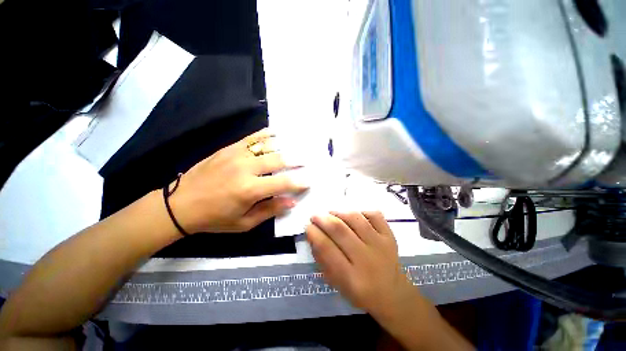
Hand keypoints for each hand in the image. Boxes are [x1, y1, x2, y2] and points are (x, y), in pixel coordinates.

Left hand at [169, 128, 307, 232]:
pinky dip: (266, 134)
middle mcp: (245, 168)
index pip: (283, 183)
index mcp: (250, 190)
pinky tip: (276, 133)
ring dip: (284, 146)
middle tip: (306, 161)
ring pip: (267, 146)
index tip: (308, 182)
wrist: (179, 204)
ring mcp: (236, 155)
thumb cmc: (214, 218)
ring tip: (296, 146)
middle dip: (296, 161)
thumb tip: (291, 202)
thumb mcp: (244, 223)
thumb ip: (270, 210)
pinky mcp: (228, 149)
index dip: (299, 182)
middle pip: (278, 160)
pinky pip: (251, 138)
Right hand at [306, 211, 416, 320]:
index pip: (327, 249)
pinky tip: (353, 215)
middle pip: (341, 231)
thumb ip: (322, 260)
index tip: (308, 226)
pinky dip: (361, 211)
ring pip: (356, 219)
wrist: (394, 295)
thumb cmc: (360, 292)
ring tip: (330, 212)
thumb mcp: (337, 284)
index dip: (314, 234)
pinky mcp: (390, 236)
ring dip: (339, 212)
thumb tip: (313, 235)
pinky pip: (374, 215)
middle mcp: (366, 259)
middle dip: (323, 219)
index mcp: (351, 278)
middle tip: (315, 215)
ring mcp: (381, 245)